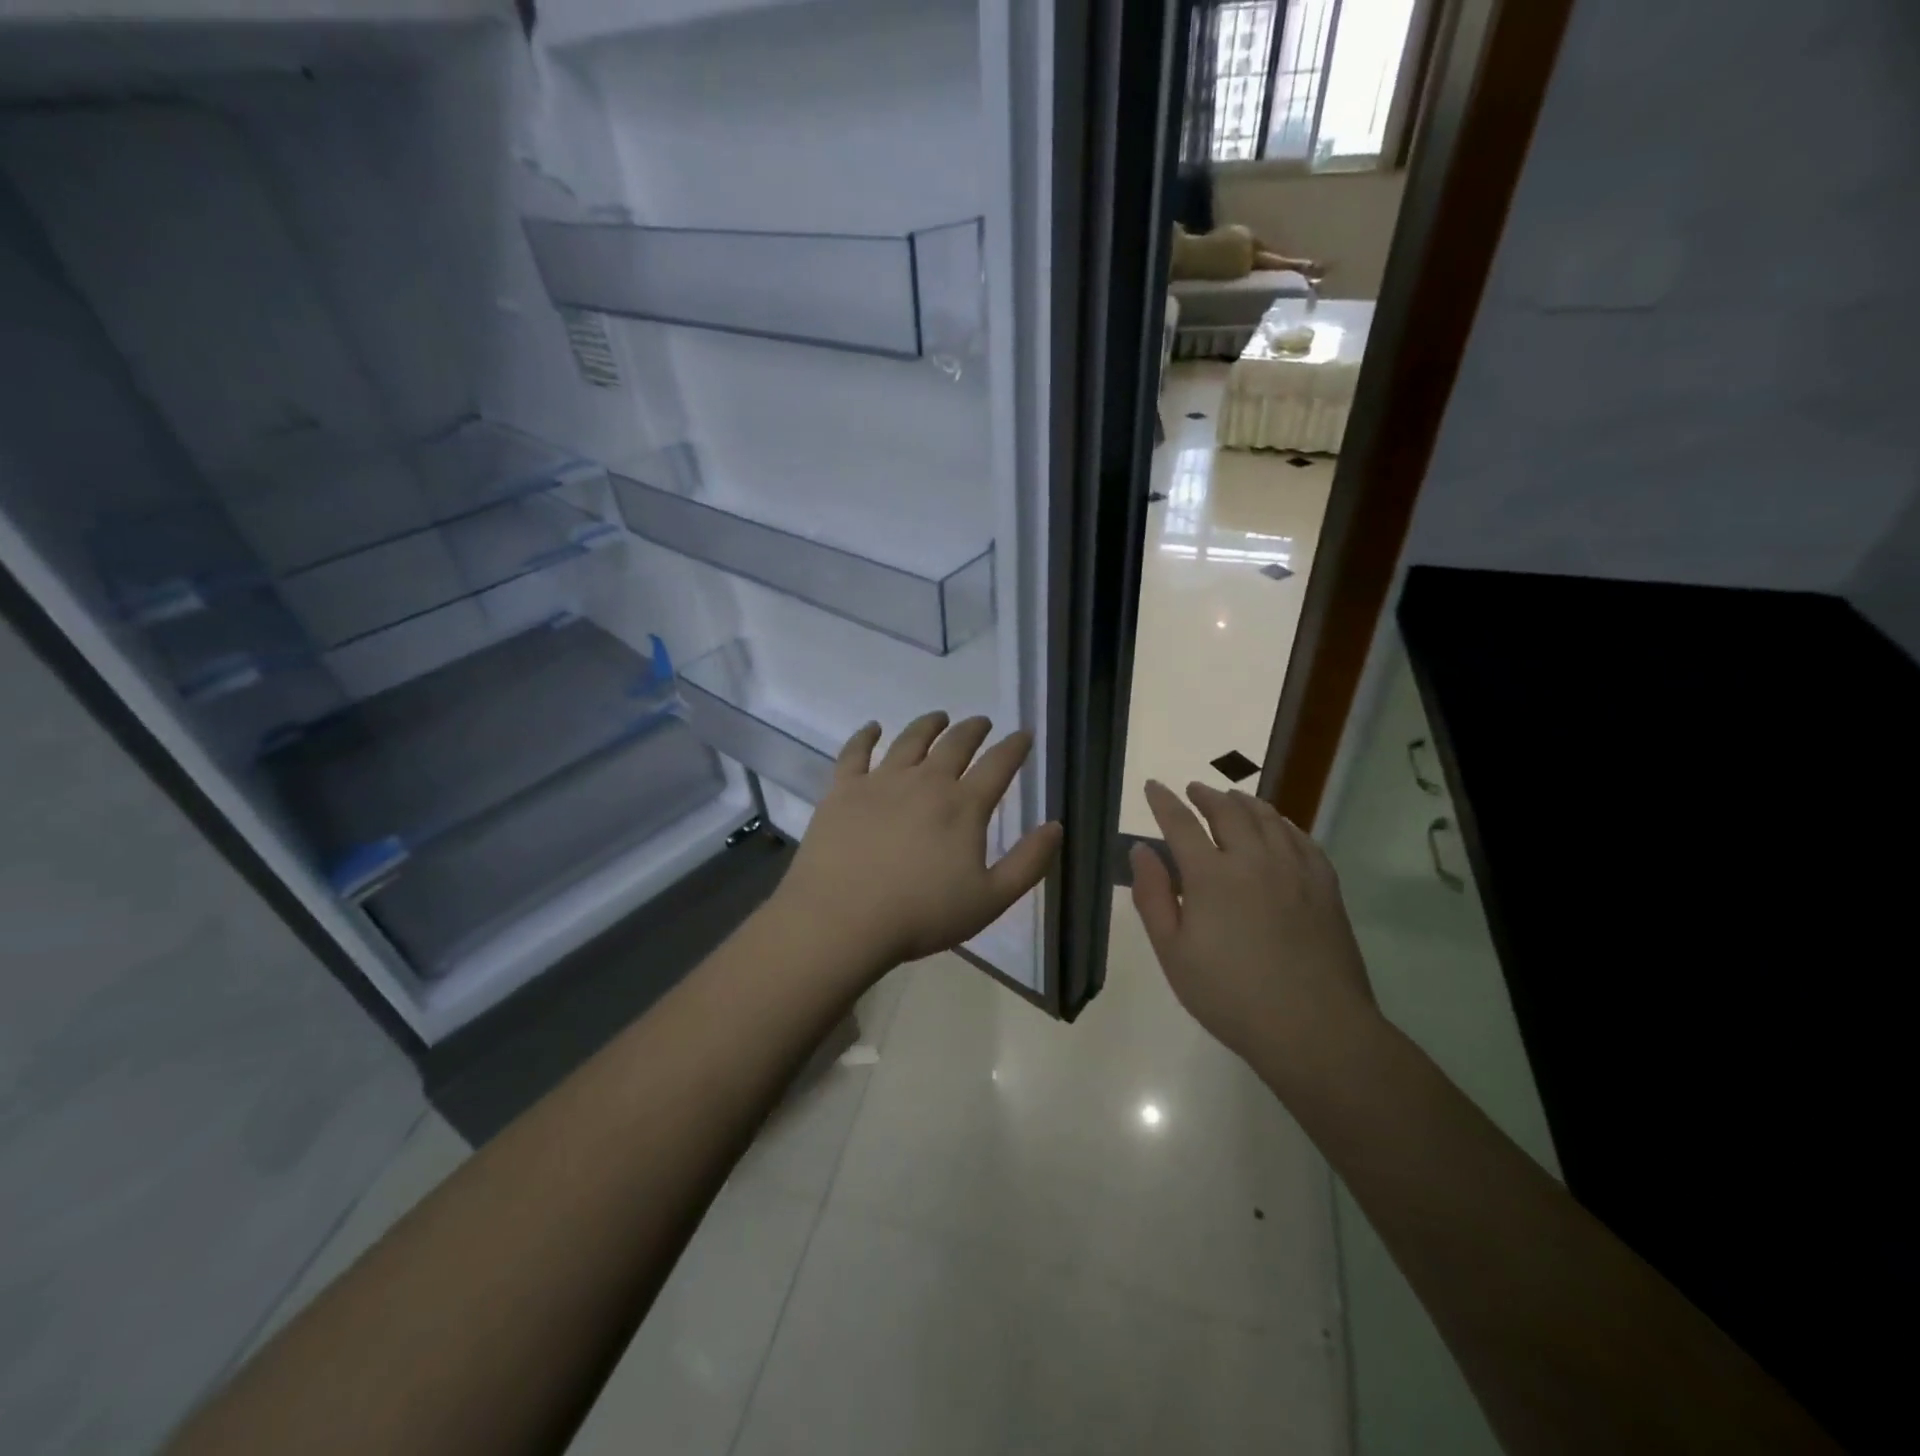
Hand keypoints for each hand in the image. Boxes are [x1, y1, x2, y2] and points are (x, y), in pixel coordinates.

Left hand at [773, 712, 1062, 969]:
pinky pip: (855, 752)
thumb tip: (1056, 826)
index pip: (998, 765)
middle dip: (973, 730)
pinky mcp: (843, 789)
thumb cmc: (921, 915)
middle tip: (981, 722)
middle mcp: (926, 782)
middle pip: (955, 745)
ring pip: (910, 740)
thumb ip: (1028, 863)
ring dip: (929, 725)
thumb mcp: (990, 900)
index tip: (1023, 734)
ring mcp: (881, 781)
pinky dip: (865, 736)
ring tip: (939, 717)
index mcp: (963, 806)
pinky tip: (872, 728)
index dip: (1014, 747)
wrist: (843, 920)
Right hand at [1130, 780, 1375, 1066]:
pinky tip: (1279, 826)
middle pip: (1227, 812)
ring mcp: (1294, 869)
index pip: (1180, 824)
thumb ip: (1153, 896)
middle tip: (1193, 789)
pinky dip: (1284, 823)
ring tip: (1232, 798)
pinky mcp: (1324, 886)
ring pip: (1267, 819)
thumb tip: (1141, 850)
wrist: (1313, 1027)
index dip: (1164, 802)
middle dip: (1206, 796)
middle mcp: (1253, 859)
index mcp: (1210, 875)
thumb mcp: (1173, 952)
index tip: (1153, 786)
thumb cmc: (1230, 995)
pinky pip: (1302, 839)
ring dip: (1244, 802)